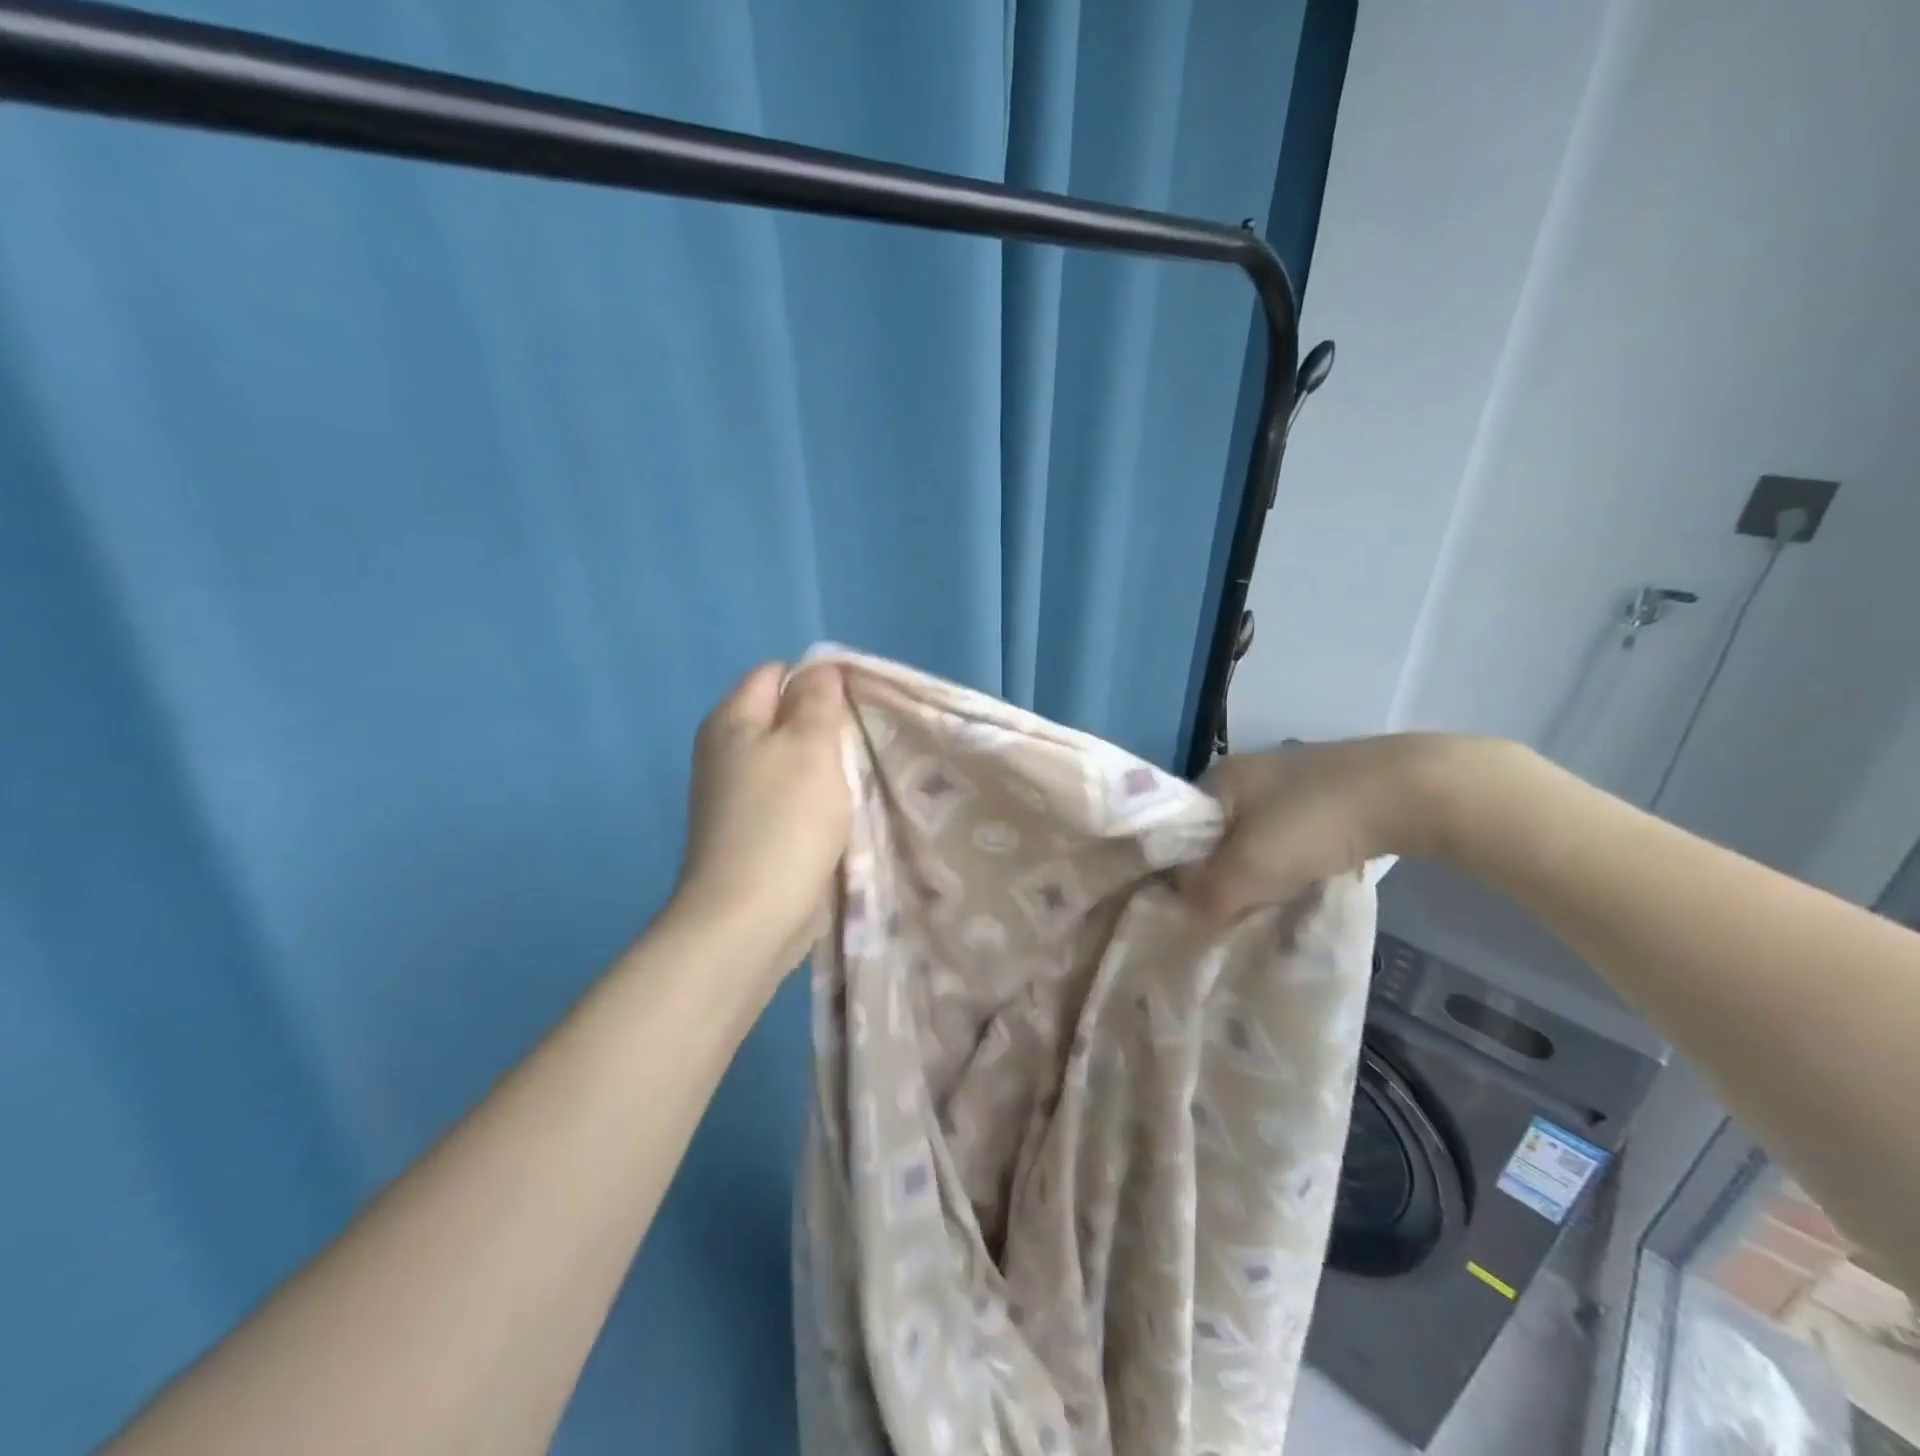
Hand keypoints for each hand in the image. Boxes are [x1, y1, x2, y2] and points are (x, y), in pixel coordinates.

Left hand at [671, 662, 851, 978]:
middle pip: (785, 718)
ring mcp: (735, 795)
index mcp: (733, 720)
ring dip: (826, 769)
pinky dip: (816, 802)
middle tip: (866, 744)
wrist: (748, 920)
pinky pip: (790, 799)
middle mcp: (726, 751)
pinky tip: (841, 816)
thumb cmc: (784, 823)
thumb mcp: (809, 746)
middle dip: (827, 727)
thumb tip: (820, 669)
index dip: (820, 680)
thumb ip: (817, 700)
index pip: (778, 673)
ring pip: (792, 762)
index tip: (859, 707)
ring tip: (862, 780)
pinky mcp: (751, 832)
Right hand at [1180, 734, 1461, 922]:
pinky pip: (1290, 835)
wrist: (1409, 788)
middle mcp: (1245, 773)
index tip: (1191, 906)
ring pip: (1255, 837)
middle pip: (1216, 834)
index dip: (1179, 868)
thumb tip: (1186, 914)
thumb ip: (1209, 894)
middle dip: (1221, 873)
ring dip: (1258, 870)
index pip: (1177, 828)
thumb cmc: (1312, 822)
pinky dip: (1291, 860)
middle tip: (1231, 911)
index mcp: (1216, 779)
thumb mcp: (1250, 867)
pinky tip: (1306, 879)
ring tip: (1270, 901)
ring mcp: (1288, 780)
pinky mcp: (1326, 792)